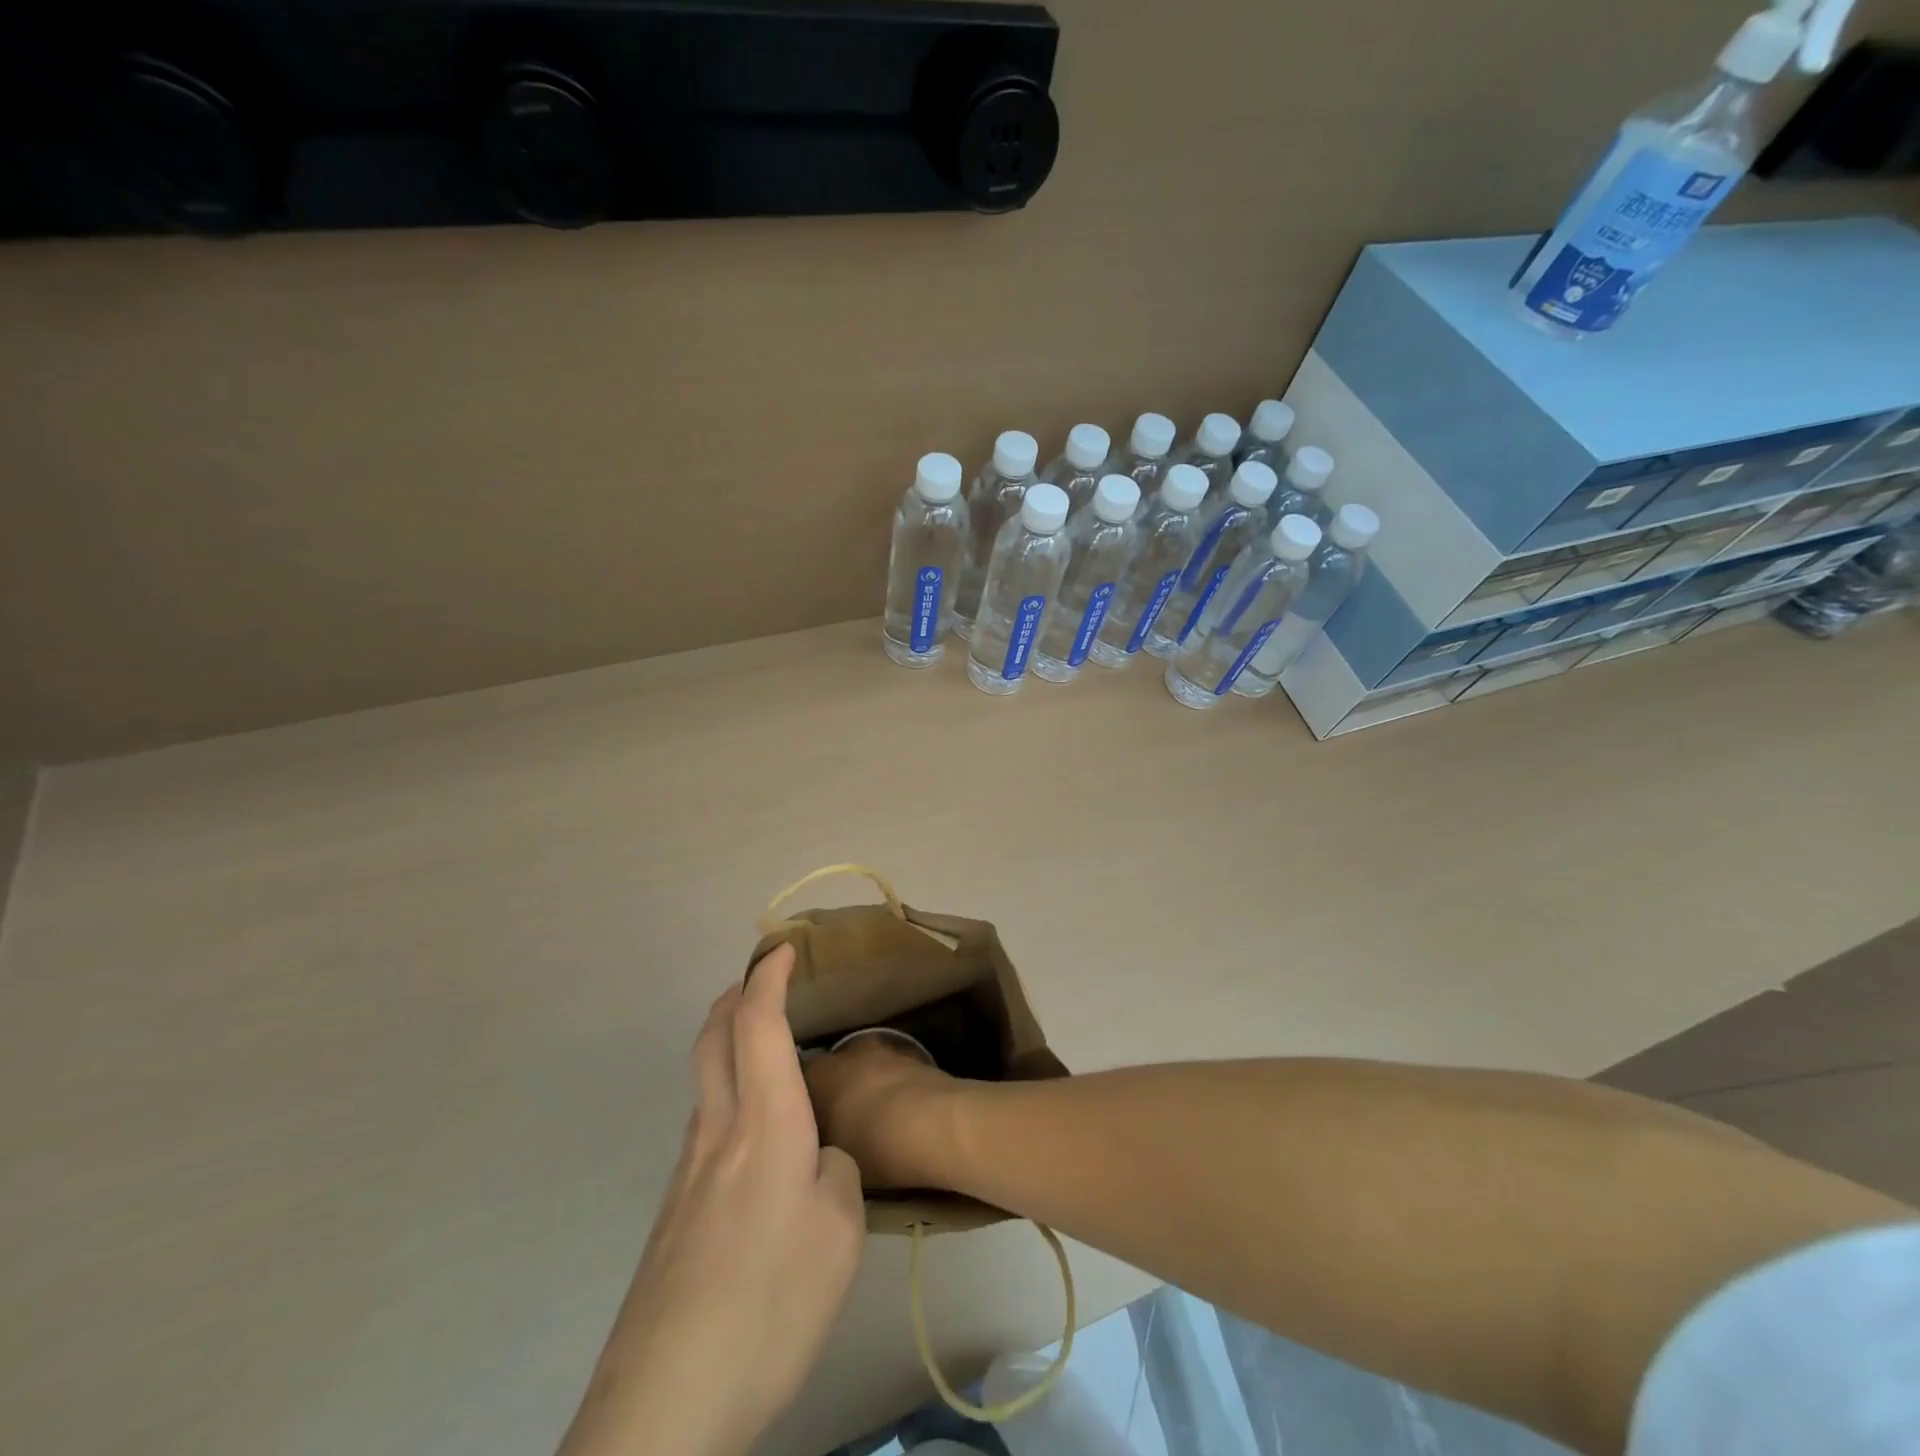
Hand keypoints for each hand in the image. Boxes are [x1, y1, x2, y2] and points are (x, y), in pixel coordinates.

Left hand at [557, 944, 865, 1455]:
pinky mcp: (675, 1214)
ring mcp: (687, 1174)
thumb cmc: (768, 1303)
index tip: (784, 948)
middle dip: (736, 996)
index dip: (769, 977)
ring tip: (769, 1052)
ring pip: (706, 1081)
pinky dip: (729, 1095)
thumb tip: (816, 1161)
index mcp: (763, 1125)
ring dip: (729, 1044)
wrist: (664, 1405)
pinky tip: (758, 1142)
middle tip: (764, 980)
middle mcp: (716, 1133)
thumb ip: (834, 1176)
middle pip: (713, 1038)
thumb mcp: (838, 1234)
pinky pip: (706, 1126)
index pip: (758, 1023)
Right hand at [803, 1036, 963, 1192]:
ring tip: (870, 1118)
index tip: (798, 1122)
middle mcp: (849, 1052)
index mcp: (820, 1072)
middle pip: (835, 1069)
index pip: (798, 1078)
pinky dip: (893, 1088)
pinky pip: (894, 1074)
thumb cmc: (874, 1145)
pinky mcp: (916, 1058)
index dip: (798, 1100)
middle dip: (834, 1090)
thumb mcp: (831, 1156)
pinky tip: (899, 1113)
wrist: (937, 1125)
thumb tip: (814, 1140)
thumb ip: (817, 1140)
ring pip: (867, 1068)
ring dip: (866, 1086)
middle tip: (835, 1122)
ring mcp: (886, 1051)